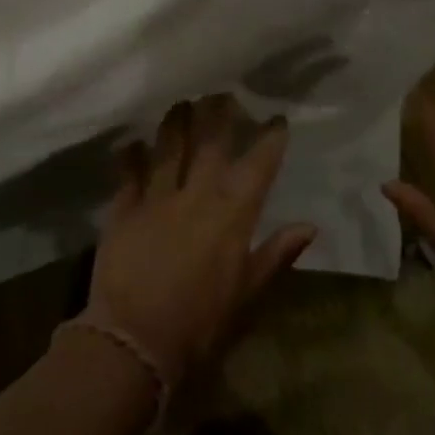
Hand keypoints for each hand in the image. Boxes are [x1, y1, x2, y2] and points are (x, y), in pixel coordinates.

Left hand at [88, 95, 317, 389]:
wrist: (134, 341)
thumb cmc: (200, 324)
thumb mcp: (247, 295)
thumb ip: (276, 254)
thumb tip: (310, 226)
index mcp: (232, 213)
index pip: (258, 165)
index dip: (270, 138)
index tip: (277, 118)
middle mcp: (196, 194)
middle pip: (210, 142)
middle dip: (219, 113)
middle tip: (222, 93)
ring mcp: (156, 197)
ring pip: (169, 147)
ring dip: (176, 122)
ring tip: (182, 103)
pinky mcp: (124, 209)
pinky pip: (128, 173)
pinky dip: (131, 156)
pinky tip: (132, 143)